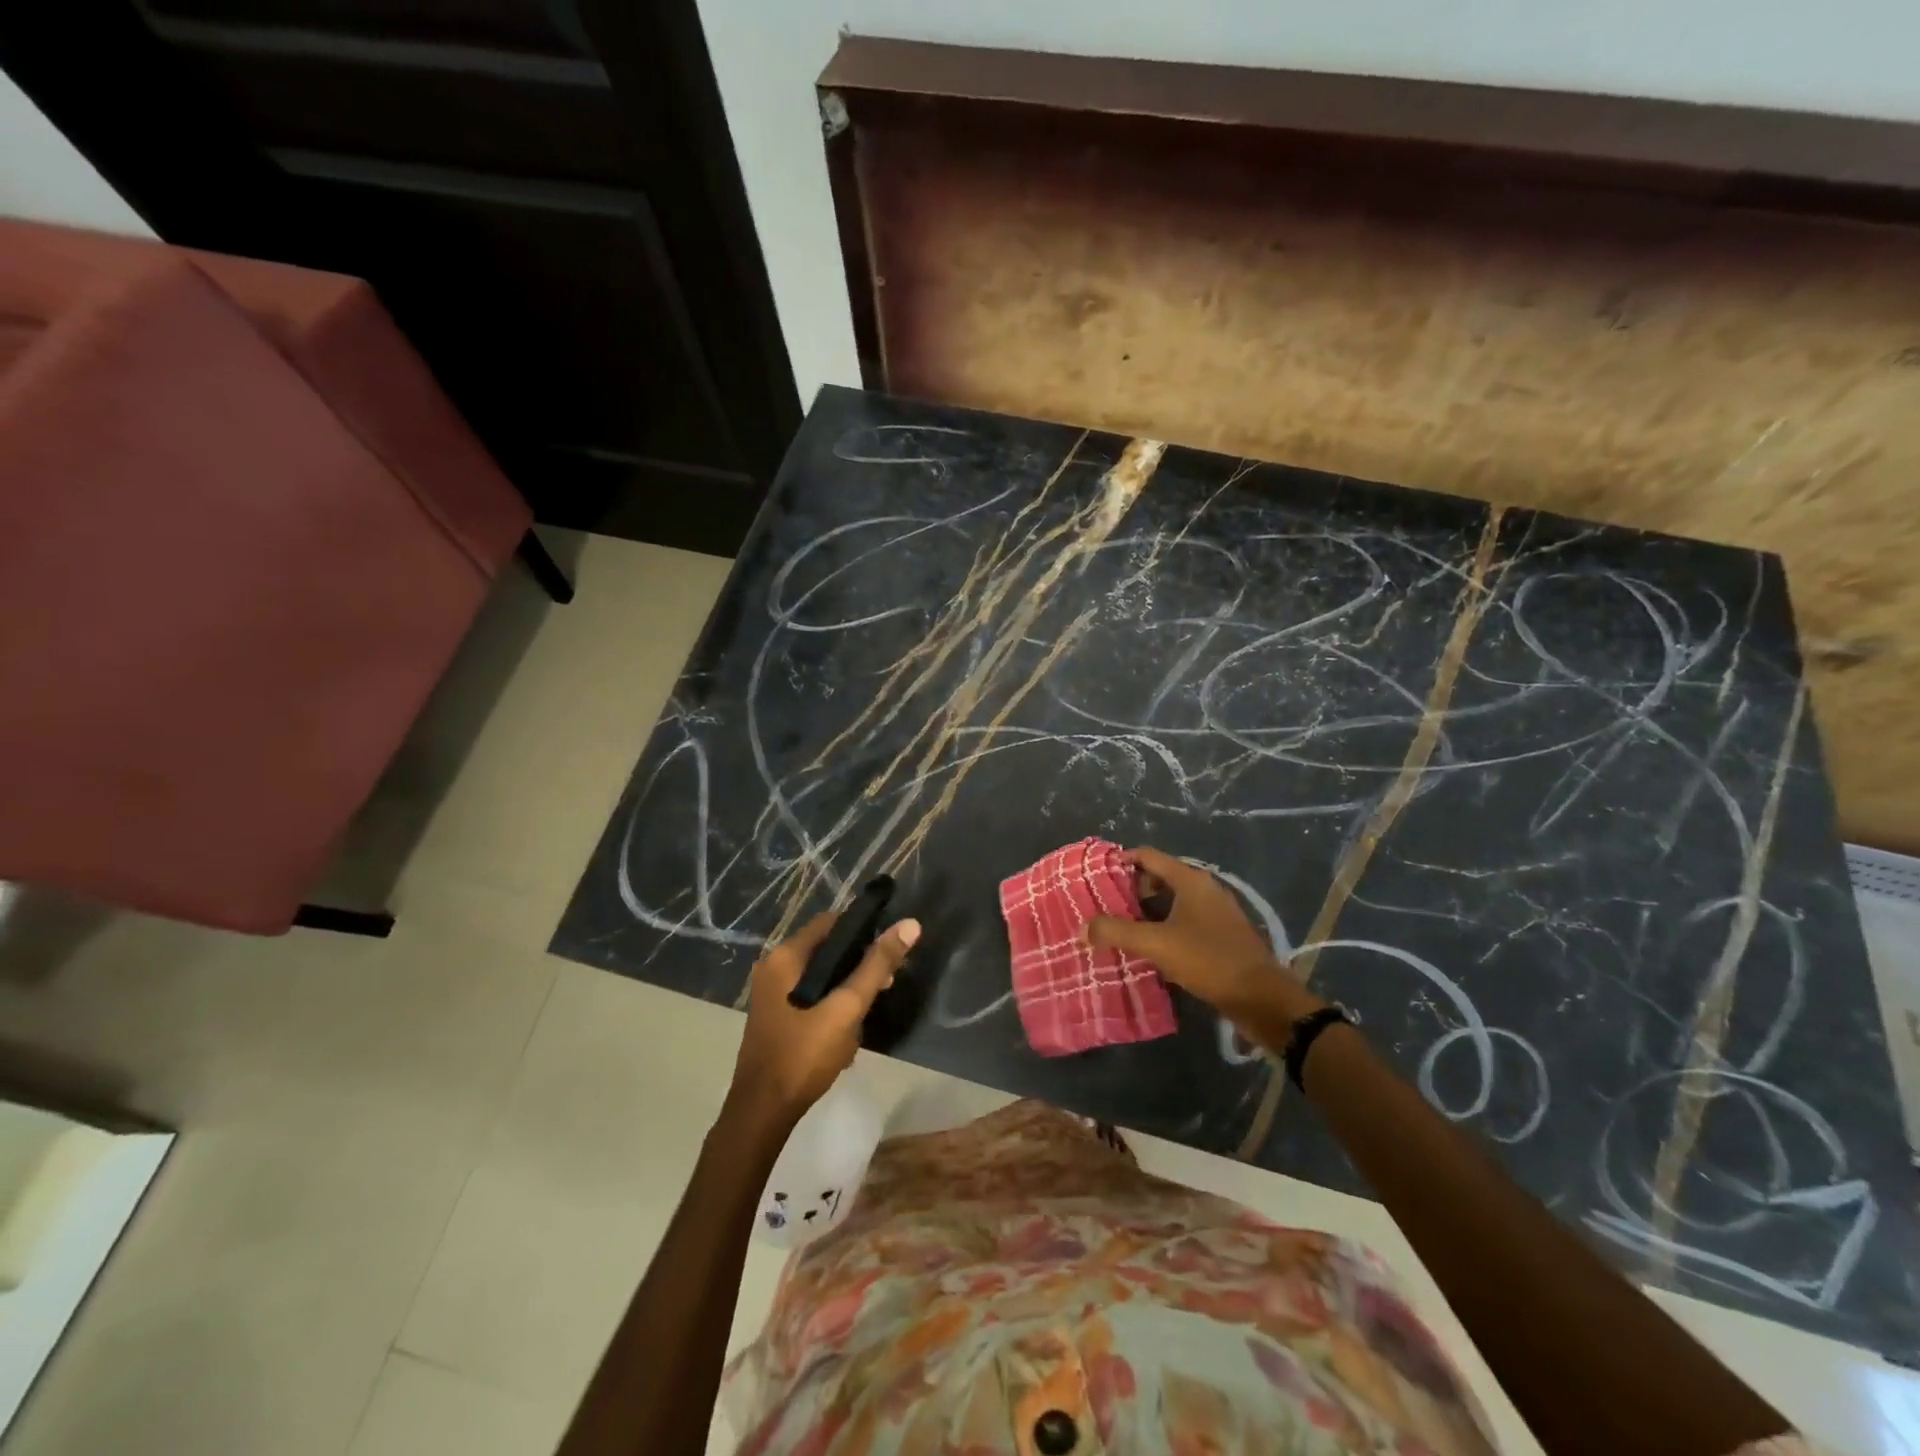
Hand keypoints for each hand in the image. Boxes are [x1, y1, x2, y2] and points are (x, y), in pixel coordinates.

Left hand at [728, 911, 920, 1129]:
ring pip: (821, 976)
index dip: (863, 929)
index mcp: (784, 957)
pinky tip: (847, 1032)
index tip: (890, 948)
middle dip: (858, 965)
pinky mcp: (776, 1016)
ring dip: (847, 990)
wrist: (763, 1113)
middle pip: (826, 949)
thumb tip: (910, 924)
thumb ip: (877, 966)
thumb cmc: (803, 1055)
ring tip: (867, 1014)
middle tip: (886, 984)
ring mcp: (772, 994)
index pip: (831, 922)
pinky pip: (810, 996)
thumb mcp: (846, 1008)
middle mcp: (773, 967)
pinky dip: (831, 1005)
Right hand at [1087, 847, 1323, 1030]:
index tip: (1095, 875)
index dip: (1120, 861)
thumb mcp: (1157, 944)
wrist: (1261, 999)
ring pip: (1171, 903)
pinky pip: (1183, 923)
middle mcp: (1204, 890)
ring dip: (1145, 913)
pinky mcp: (1220, 937)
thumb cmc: (1209, 960)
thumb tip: (1083, 927)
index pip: (1148, 856)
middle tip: (1103, 907)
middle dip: (1130, 891)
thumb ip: (1117, 932)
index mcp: (1191, 880)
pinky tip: (1147, 950)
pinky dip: (1162, 929)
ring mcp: (1215, 914)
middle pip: (1159, 878)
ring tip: (1118, 929)